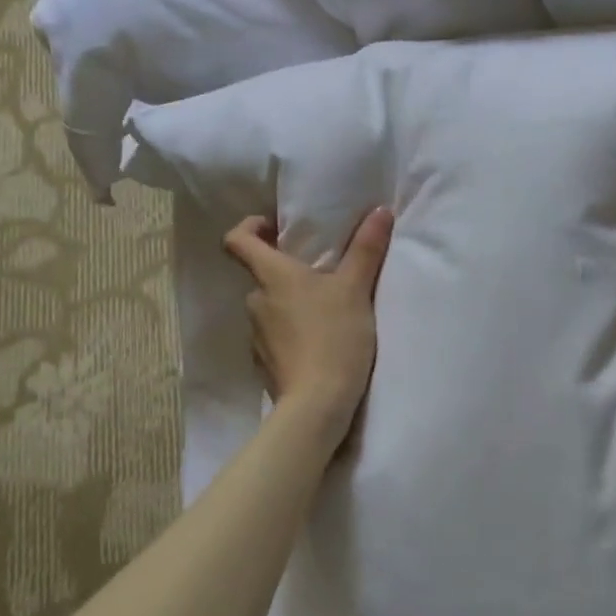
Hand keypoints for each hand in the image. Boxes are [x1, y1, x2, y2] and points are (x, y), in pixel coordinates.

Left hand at [222, 206, 394, 440]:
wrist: (317, 404)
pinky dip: (292, 332)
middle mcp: (255, 302)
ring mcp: (256, 335)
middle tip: (321, 273)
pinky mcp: (264, 363)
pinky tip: (319, 342)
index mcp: (271, 276)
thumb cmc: (334, 337)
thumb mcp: (357, 289)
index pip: (236, 240)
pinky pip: (275, 336)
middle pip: (261, 275)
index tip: (274, 227)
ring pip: (270, 307)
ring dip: (291, 303)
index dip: (249, 227)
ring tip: (326, 310)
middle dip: (286, 270)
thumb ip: (366, 248)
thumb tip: (379, 210)